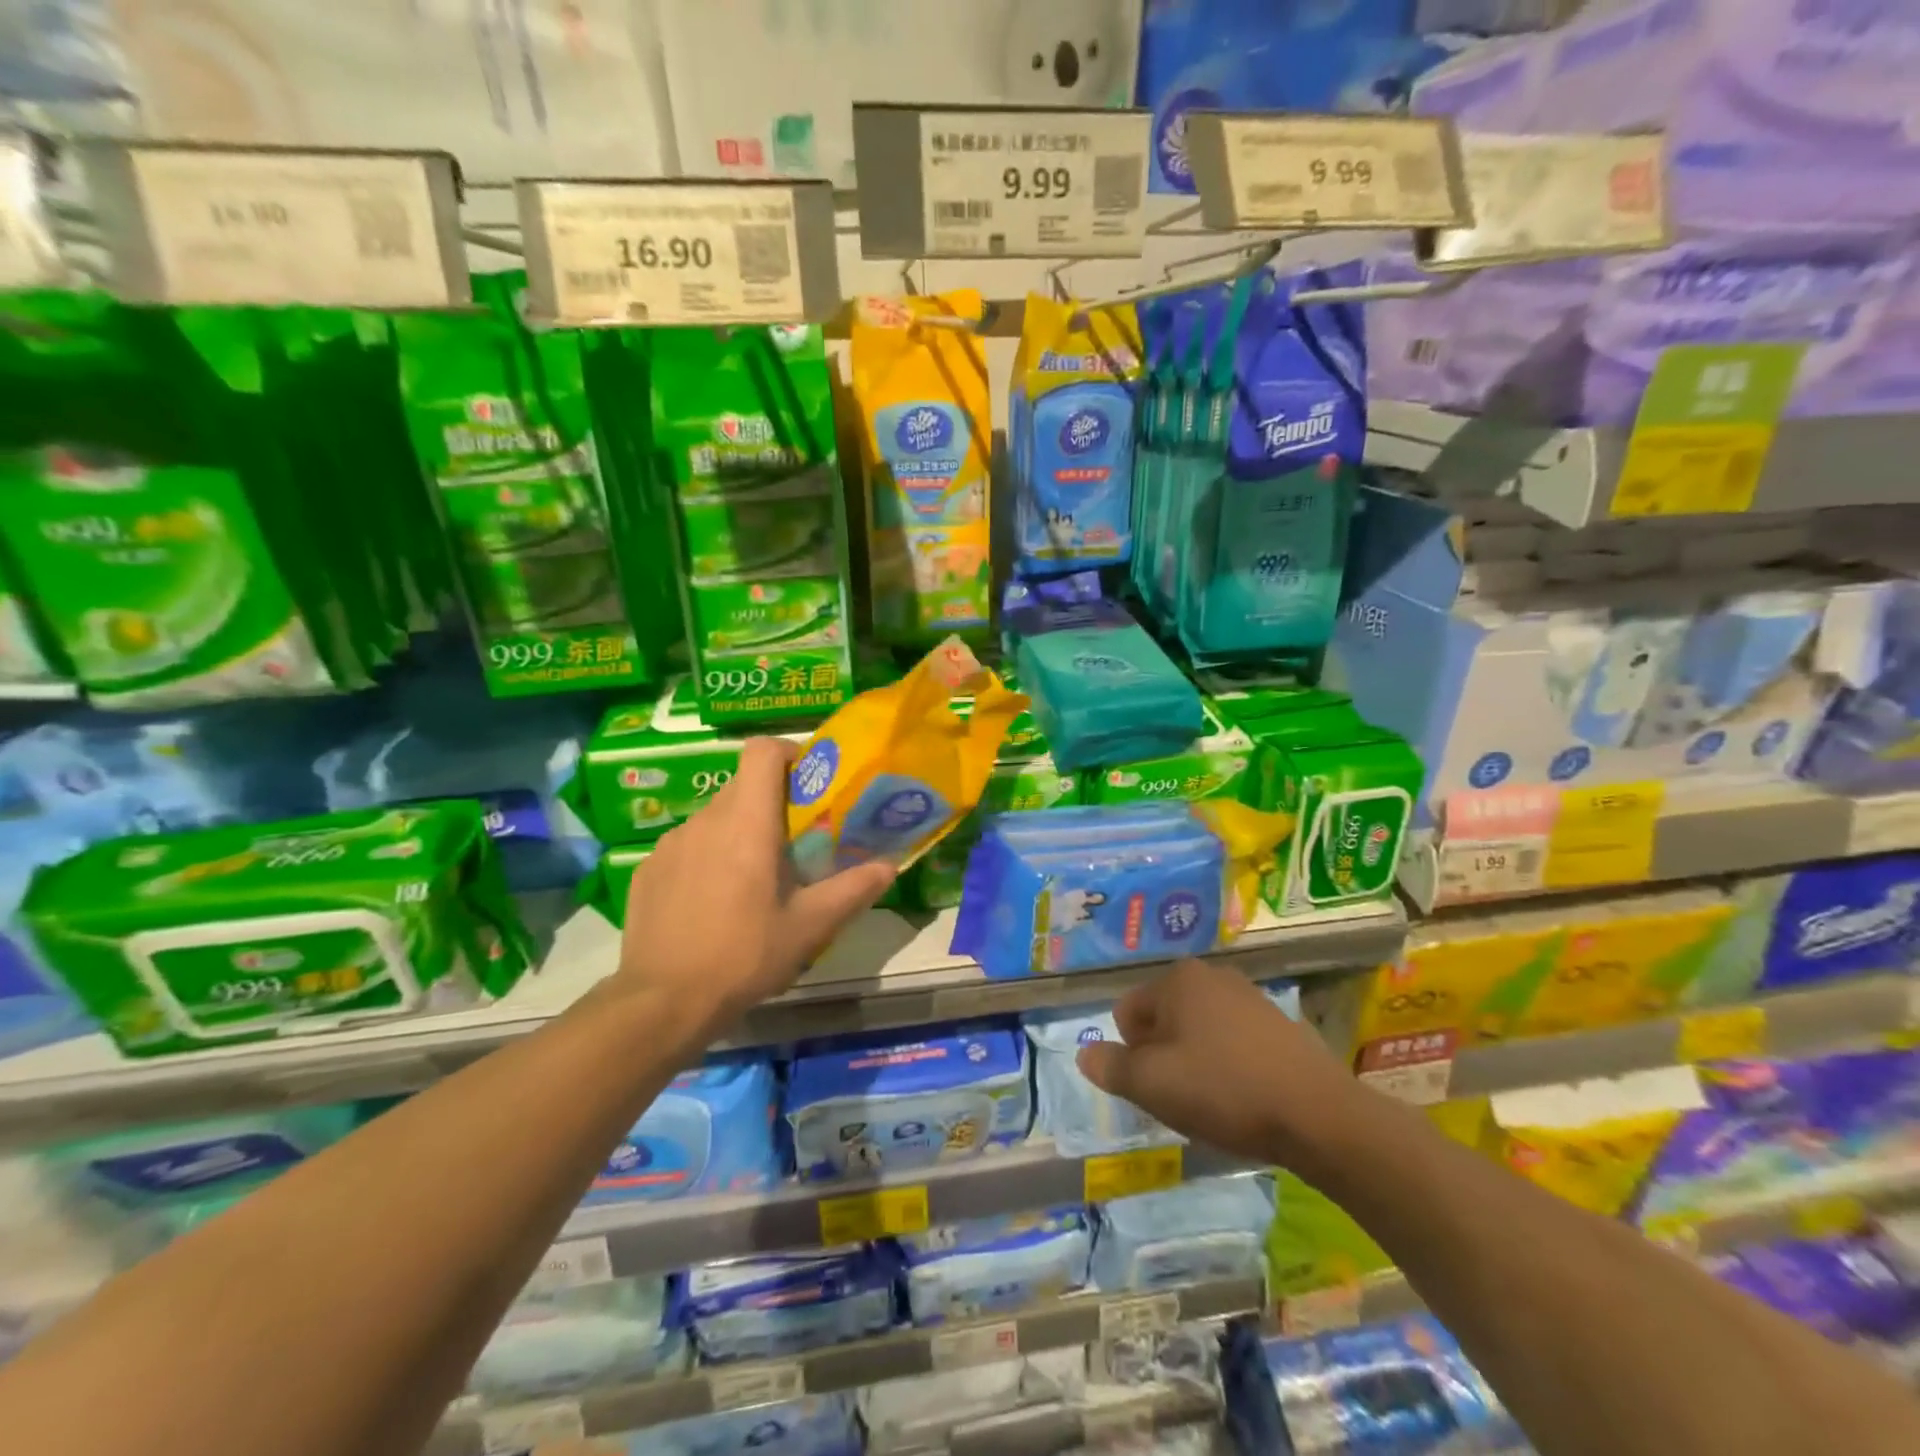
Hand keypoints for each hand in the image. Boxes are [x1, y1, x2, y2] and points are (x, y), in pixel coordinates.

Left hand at [617, 738, 894, 1029]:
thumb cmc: (744, 954)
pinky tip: (712, 902)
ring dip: (738, 832)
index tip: (807, 781)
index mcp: (747, 821)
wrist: (662, 1002)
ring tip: (752, 879)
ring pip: (714, 817)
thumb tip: (890, 866)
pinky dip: (706, 857)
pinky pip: (687, 846)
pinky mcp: (648, 869)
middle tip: (793, 842)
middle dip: (771, 802)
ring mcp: (670, 843)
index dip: (787, 753)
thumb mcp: (809, 926)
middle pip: (742, 785)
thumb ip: (853, 889)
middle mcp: (706, 819)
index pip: (762, 751)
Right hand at [1075, 958, 1361, 1167]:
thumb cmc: (1225, 1090)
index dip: (1132, 1055)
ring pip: (1197, 1031)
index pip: (1127, 1013)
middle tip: (1182, 1096)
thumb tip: (1084, 1054)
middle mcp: (1211, 975)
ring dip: (1194, 1061)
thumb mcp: (1153, 1085)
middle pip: (1162, 1019)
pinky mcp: (1278, 1022)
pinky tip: (1245, 1096)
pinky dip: (1228, 1064)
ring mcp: (1248, 996)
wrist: (1319, 1115)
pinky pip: (1232, 1040)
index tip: (1158, 1087)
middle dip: (1163, 1056)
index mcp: (1177, 980)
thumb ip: (1111, 1068)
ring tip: (1215, 1100)